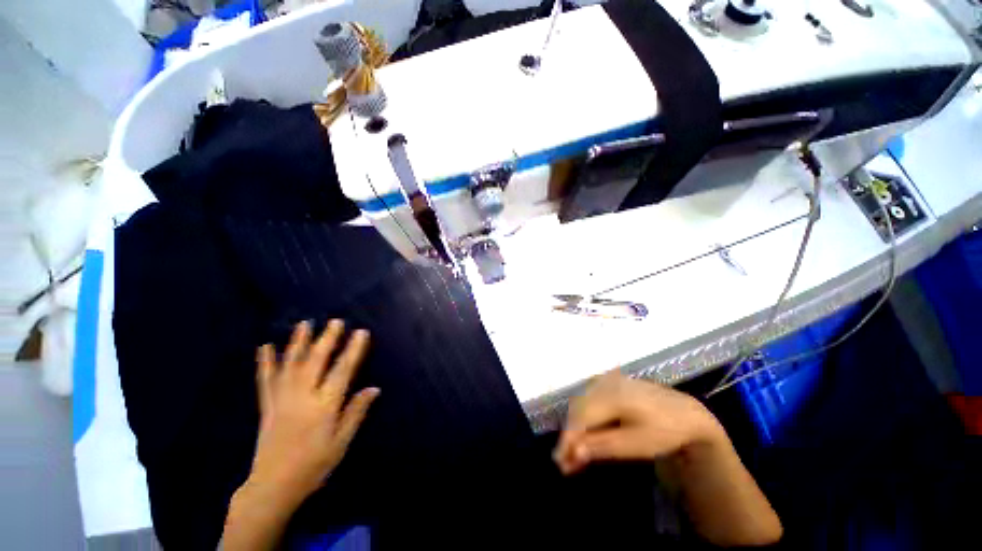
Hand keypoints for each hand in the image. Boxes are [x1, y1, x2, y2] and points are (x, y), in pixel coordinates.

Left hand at [248, 320, 379, 507]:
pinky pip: (266, 380)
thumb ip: (356, 412)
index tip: (361, 332)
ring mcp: (282, 400)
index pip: (342, 371)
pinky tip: (264, 347)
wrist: (273, 487)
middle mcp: (303, 397)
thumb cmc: (314, 465)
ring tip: (304, 324)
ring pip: (291, 365)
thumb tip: (374, 388)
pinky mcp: (267, 406)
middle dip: (327, 339)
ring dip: (298, 343)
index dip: (353, 350)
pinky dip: (265, 362)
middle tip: (335, 321)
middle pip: (316, 362)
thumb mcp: (341, 442)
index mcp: (324, 406)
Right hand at [554, 372, 722, 474]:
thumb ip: (603, 446)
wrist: (685, 412)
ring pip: (581, 406)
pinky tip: (585, 435)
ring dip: (575, 429)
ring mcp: (605, 381)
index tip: (559, 461)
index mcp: (613, 396)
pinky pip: (589, 401)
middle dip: (570, 436)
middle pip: (578, 410)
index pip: (581, 417)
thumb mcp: (637, 444)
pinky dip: (584, 419)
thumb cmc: (664, 431)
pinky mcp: (607, 384)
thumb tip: (574, 452)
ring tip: (573, 453)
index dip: (568, 439)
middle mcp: (604, 384)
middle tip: (565, 463)